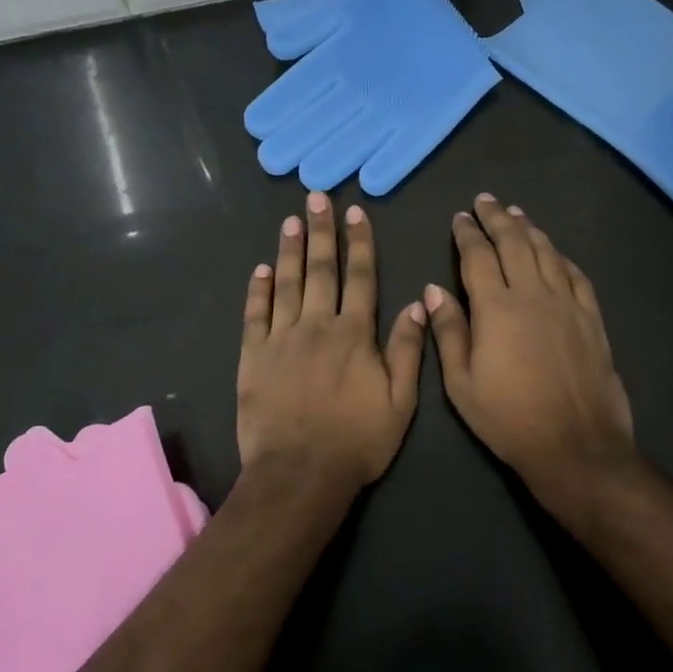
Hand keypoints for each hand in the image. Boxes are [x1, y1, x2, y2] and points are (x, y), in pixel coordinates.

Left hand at [237, 192, 426, 501]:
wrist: (300, 473)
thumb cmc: (357, 441)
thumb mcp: (400, 401)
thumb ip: (407, 350)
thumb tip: (418, 303)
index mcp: (355, 334)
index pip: (360, 278)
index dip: (360, 244)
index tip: (356, 214)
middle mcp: (318, 325)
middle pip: (321, 270)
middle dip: (322, 232)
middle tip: (316, 199)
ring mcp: (281, 338)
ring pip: (287, 284)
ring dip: (290, 250)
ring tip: (291, 220)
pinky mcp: (254, 356)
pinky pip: (256, 315)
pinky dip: (258, 290)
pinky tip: (261, 269)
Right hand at [424, 194, 637, 525]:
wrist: (576, 445)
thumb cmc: (508, 418)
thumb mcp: (462, 383)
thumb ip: (449, 331)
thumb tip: (433, 289)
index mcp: (496, 308)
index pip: (478, 257)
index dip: (467, 234)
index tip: (459, 217)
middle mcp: (533, 295)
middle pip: (514, 244)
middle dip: (497, 218)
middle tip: (485, 200)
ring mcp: (567, 304)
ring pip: (547, 253)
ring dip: (529, 229)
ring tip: (516, 213)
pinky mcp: (592, 319)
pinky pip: (576, 275)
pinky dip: (561, 256)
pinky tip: (554, 251)